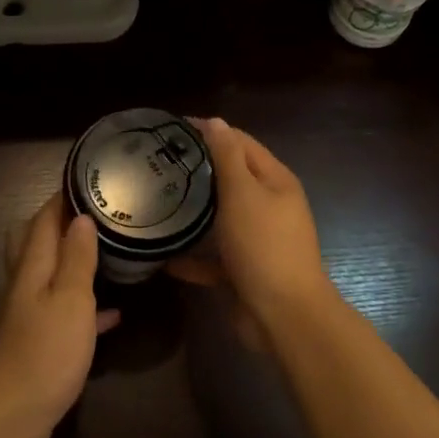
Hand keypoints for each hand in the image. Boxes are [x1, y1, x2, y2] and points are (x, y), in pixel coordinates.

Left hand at [0, 192, 117, 437]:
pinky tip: (113, 313)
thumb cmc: (43, 352)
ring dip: (75, 261)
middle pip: (39, 242)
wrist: (9, 418)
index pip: (44, 219)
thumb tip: (81, 217)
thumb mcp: (70, 300)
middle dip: (63, 223)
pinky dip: (87, 308)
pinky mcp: (40, 344)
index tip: (88, 177)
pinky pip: (66, 314)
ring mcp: (31, 316)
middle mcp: (27, 285)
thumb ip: (76, 258)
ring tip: (108, 249)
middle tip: (96, 211)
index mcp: (33, 268)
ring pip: (53, 276)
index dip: (62, 196)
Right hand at [168, 117, 337, 340]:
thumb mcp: (244, 193)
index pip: (240, 142)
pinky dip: (192, 256)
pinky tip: (162, 256)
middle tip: (156, 165)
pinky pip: (213, 258)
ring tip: (154, 203)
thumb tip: (215, 121)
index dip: (209, 131)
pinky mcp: (244, 271)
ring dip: (192, 213)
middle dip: (197, 170)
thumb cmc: (264, 245)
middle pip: (230, 179)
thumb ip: (227, 156)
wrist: (284, 316)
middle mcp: (269, 206)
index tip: (170, 129)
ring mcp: (257, 240)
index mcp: (275, 181)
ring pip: (220, 219)